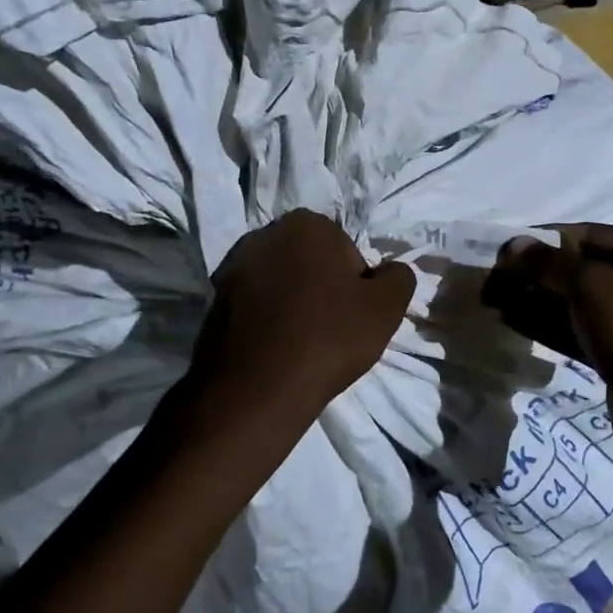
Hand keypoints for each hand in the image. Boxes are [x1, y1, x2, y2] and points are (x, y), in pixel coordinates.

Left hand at [186, 210, 415, 427]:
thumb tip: (390, 272)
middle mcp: (265, 234)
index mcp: (307, 224)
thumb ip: (399, 278)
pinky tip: (275, 349)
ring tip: (300, 342)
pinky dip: (267, 320)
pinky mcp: (213, 299)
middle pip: (311, 262)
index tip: (352, 315)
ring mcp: (233, 266)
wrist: (256, 388)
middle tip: (331, 329)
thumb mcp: (386, 307)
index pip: (347, 252)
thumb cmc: (328, 337)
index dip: (356, 285)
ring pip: (282, 283)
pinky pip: (255, 304)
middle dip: (322, 288)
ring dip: (293, 304)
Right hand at [489, 224, 612, 438]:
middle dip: (535, 273)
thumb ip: (549, 263)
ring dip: (535, 298)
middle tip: (493, 279)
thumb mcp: (594, 287)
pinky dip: (546, 324)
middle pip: (579, 268)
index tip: (503, 251)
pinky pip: (577, 329)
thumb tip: (512, 244)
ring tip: (493, 299)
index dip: (543, 241)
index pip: (588, 235)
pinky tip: (511, 319)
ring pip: (574, 301)